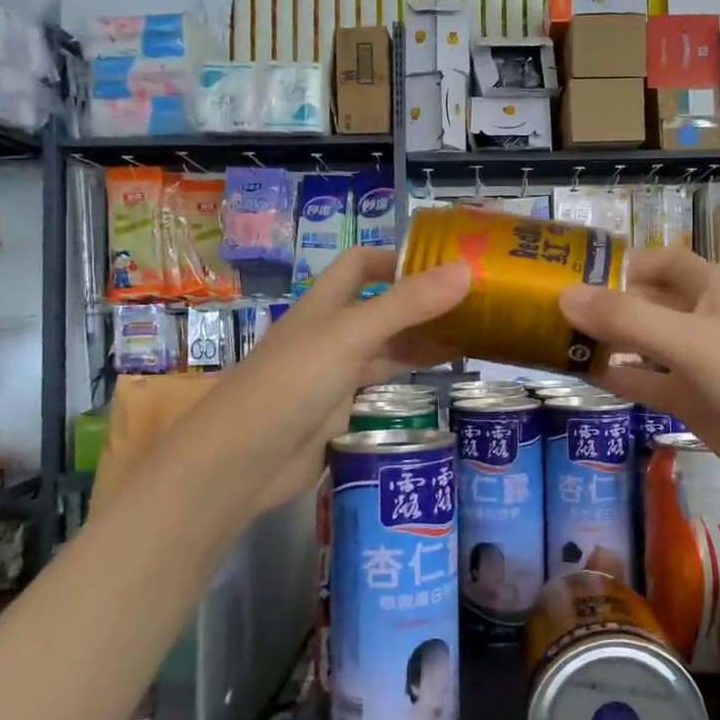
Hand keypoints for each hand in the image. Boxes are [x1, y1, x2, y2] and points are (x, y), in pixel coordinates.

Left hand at [166, 248, 468, 517]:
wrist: (243, 461)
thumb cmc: (293, 382)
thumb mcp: (351, 335)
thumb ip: (407, 305)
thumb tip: (466, 270)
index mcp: (325, 304)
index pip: (360, 264)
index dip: (396, 258)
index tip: (444, 265)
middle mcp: (331, 334)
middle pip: (381, 308)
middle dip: (422, 304)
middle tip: (476, 306)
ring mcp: (335, 375)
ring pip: (386, 350)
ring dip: (422, 343)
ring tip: (474, 341)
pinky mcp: (341, 413)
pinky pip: (383, 389)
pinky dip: (411, 382)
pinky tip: (442, 383)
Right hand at [559, 247, 719, 516]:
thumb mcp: (692, 342)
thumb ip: (629, 320)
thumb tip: (564, 296)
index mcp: (711, 294)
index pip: (666, 263)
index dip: (629, 262)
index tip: (581, 272)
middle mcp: (702, 323)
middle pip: (649, 303)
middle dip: (608, 303)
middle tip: (552, 308)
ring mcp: (698, 367)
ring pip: (644, 345)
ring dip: (609, 342)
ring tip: (557, 340)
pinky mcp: (695, 405)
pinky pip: (648, 385)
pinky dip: (621, 379)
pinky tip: (587, 377)